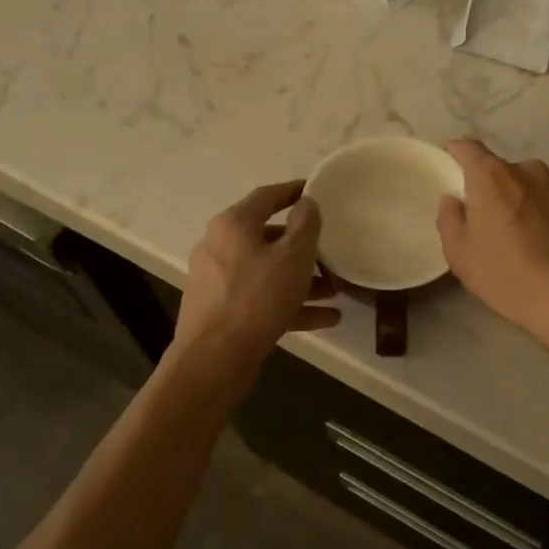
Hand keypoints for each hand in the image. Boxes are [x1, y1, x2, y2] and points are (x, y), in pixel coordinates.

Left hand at [172, 181, 339, 385]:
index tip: (313, 190)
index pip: (266, 197)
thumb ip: (305, 226)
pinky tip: (326, 319)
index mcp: (233, 225)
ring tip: (334, 290)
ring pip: (267, 272)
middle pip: (267, 237)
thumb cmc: (257, 298)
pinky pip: (261, 299)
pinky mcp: (221, 311)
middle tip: (329, 250)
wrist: (214, 358)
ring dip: (301, 279)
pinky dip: (290, 305)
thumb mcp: (293, 257)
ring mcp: (218, 281)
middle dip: (302, 246)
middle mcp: (219, 247)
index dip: (292, 191)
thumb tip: (307, 203)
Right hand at [436, 139, 548, 358]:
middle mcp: (527, 171)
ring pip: (527, 185)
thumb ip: (449, 218)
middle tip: (481, 214)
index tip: (449, 158)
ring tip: (513, 232)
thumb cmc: (505, 274)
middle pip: (500, 169)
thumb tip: (453, 200)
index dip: (456, 151)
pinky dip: (539, 214)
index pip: (469, 148)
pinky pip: (548, 202)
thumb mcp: (459, 253)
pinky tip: (538, 242)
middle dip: (488, 185)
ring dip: (517, 199)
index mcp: (492, 176)